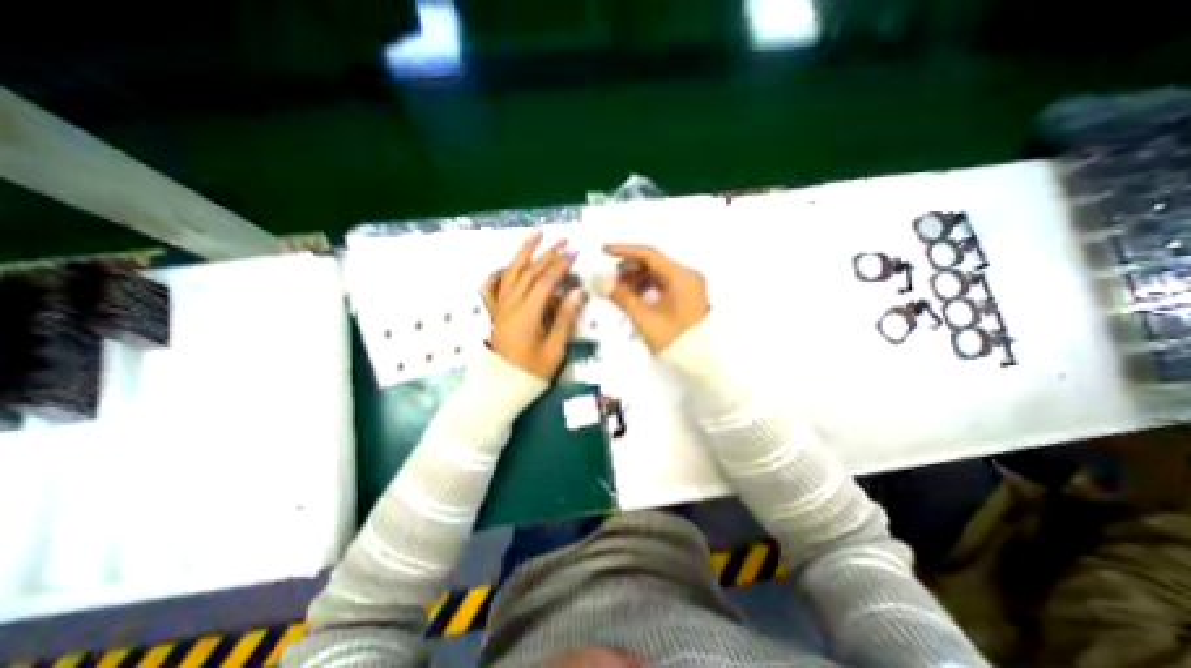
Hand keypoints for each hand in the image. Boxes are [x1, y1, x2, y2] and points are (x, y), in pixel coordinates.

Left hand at [479, 231, 582, 381]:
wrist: (503, 386)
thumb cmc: (532, 371)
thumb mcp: (554, 349)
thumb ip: (565, 319)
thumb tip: (577, 292)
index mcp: (526, 314)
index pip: (545, 282)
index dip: (560, 266)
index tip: (574, 253)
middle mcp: (510, 305)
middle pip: (528, 272)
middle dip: (547, 254)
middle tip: (563, 240)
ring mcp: (500, 307)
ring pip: (510, 273)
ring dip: (523, 253)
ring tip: (536, 236)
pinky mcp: (495, 312)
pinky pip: (493, 288)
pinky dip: (499, 274)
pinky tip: (506, 266)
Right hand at [606, 244, 704, 350]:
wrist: (699, 362)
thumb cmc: (672, 339)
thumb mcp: (644, 318)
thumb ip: (623, 297)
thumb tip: (603, 282)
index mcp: (681, 276)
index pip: (650, 254)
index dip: (625, 251)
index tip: (604, 251)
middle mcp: (687, 276)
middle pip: (654, 263)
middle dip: (629, 268)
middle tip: (610, 279)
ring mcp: (689, 286)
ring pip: (658, 274)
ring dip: (637, 279)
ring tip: (619, 291)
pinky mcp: (687, 296)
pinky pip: (664, 284)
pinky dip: (648, 287)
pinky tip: (634, 297)